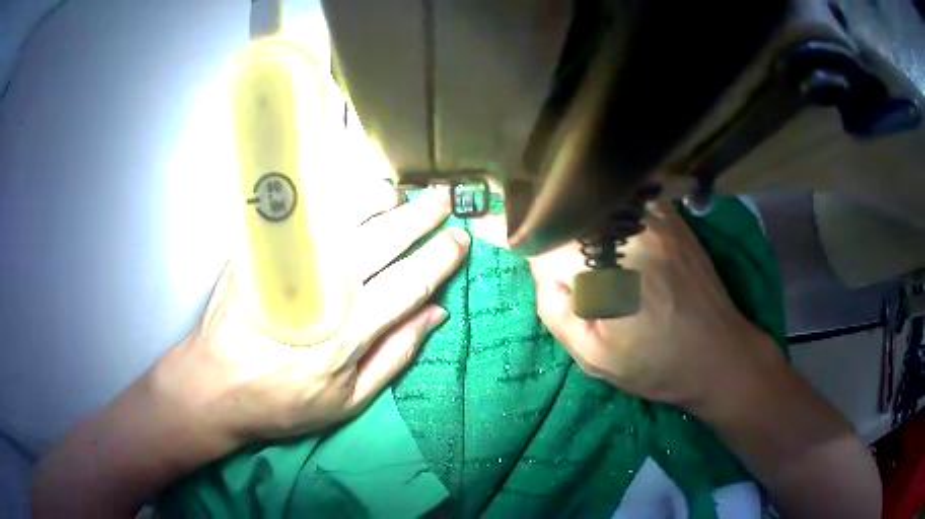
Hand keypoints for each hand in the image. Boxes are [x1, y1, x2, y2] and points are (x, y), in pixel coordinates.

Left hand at [147, 187, 469, 456]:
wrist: (215, 382)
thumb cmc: (284, 400)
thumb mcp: (348, 400)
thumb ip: (396, 354)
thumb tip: (436, 313)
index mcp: (352, 328)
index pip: (411, 280)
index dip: (441, 257)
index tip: (460, 240)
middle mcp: (327, 285)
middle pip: (385, 237)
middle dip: (421, 215)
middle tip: (443, 201)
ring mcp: (293, 261)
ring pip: (347, 214)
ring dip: (380, 199)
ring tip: (398, 195)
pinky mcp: (264, 250)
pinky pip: (306, 212)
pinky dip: (334, 199)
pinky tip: (347, 197)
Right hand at [529, 202, 783, 410]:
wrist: (719, 354)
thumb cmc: (657, 365)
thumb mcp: (595, 358)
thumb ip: (557, 311)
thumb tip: (540, 267)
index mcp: (608, 271)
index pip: (545, 238)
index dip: (509, 229)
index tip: (481, 220)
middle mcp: (631, 232)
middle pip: (568, 206)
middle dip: (537, 210)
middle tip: (514, 215)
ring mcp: (656, 218)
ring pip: (596, 195)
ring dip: (568, 202)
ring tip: (547, 207)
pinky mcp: (673, 217)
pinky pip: (625, 196)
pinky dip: (600, 199)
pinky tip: (592, 210)